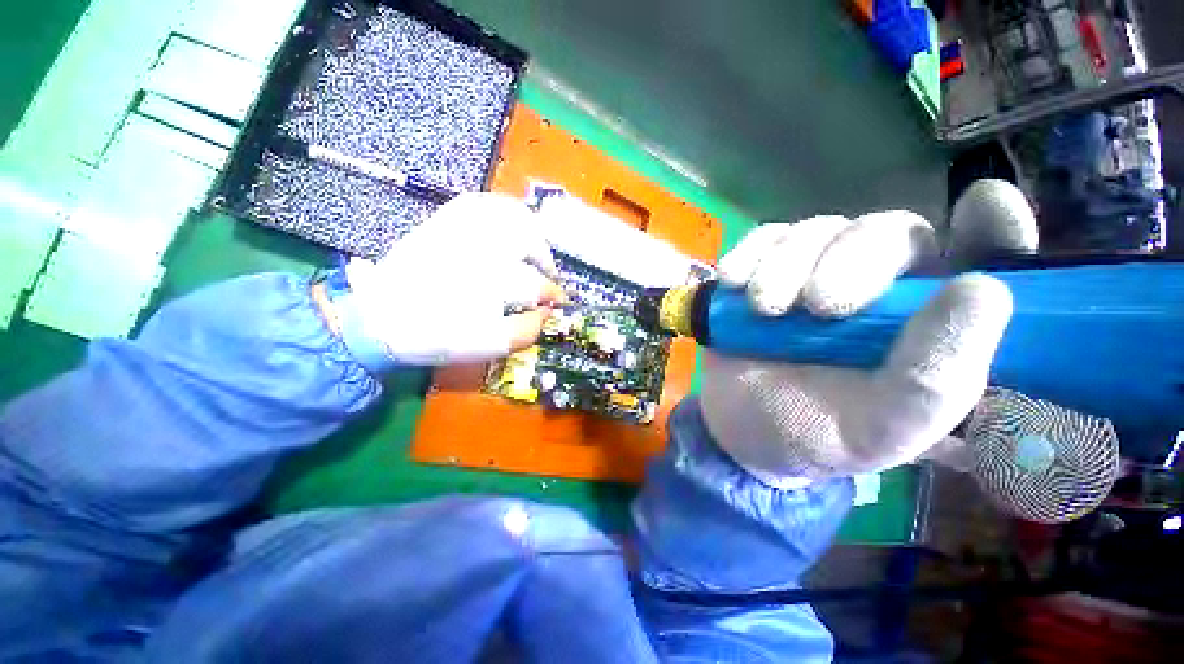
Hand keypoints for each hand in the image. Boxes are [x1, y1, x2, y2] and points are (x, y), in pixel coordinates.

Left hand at [344, 193, 565, 365]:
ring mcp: (460, 231)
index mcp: (490, 284)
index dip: (553, 295)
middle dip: (546, 259)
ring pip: (508, 214)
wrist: (381, 320)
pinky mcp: (442, 222)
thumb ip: (526, 331)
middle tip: (547, 274)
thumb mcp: (487, 345)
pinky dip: (501, 208)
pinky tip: (508, 221)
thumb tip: (548, 313)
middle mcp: (479, 249)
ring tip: (536, 246)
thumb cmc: (437, 335)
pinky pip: (479, 203)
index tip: (559, 303)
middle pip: (528, 239)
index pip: (536, 285)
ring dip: (531, 229)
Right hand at [700, 210, 1013, 485]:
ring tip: (762, 309)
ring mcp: (815, 271)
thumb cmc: (814, 435)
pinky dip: (750, 255)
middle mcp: (880, 286)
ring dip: (785, 266)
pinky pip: (765, 238)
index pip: (981, 260)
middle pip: (885, 231)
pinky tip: (732, 282)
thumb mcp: (879, 430)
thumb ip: (933, 379)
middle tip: (819, 308)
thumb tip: (983, 289)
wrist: (739, 427)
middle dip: (851, 261)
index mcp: (928, 325)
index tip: (985, 206)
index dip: (992, 228)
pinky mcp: (766, 269)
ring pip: (819, 230)